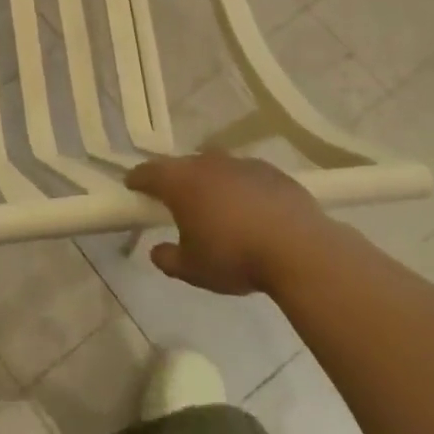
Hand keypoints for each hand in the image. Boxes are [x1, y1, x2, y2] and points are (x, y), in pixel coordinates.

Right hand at [126, 153, 334, 295]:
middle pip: (182, 165)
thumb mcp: (192, 269)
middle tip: (174, 200)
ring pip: (216, 167)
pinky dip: (241, 188)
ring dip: (210, 181)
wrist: (301, 251)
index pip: (148, 172)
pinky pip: (246, 176)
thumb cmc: (235, 257)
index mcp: (181, 182)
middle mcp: (208, 164)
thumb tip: (157, 251)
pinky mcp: (273, 172)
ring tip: (215, 205)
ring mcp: (243, 164)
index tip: (132, 186)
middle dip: (175, 179)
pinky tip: (250, 209)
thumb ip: (168, 259)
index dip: (137, 179)